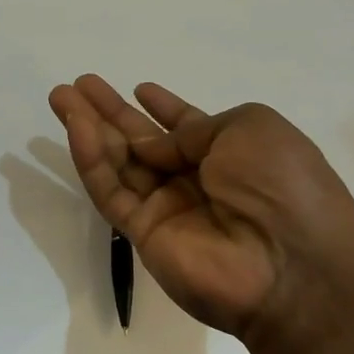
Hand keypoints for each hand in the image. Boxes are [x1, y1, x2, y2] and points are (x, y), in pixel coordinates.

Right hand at [48, 75, 353, 345]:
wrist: (292, 267)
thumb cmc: (282, 185)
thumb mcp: (250, 128)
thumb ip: (195, 127)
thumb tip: (159, 142)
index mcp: (231, 153)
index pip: (187, 127)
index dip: (163, 108)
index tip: (139, 88)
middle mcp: (196, 180)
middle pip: (142, 141)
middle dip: (110, 112)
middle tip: (77, 85)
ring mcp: (168, 208)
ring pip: (119, 162)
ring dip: (89, 128)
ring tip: (61, 97)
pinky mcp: (143, 233)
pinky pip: (112, 191)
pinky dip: (92, 160)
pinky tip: (77, 128)